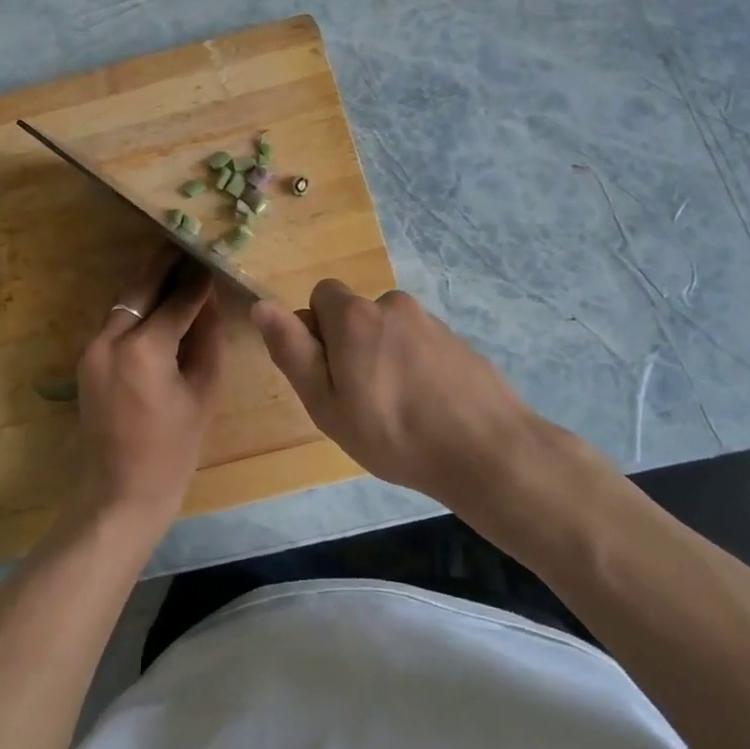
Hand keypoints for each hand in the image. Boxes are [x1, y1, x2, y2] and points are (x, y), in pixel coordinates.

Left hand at [71, 247, 225, 532]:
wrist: (120, 494)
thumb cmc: (173, 451)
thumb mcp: (203, 393)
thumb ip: (206, 340)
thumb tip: (209, 301)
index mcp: (144, 350)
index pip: (177, 301)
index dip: (197, 279)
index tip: (210, 257)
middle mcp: (111, 339)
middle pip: (140, 287)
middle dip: (164, 263)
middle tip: (184, 241)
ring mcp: (92, 349)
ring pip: (123, 301)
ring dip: (148, 282)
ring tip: (174, 263)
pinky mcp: (86, 360)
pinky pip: (115, 321)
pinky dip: (136, 306)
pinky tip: (156, 299)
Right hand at [253, 280, 554, 504]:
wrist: (488, 452)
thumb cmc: (393, 433)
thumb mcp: (326, 403)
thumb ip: (292, 350)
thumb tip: (261, 305)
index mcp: (355, 315)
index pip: (319, 297)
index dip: (316, 334)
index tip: (329, 377)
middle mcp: (392, 304)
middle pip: (354, 314)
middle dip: (349, 346)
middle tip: (360, 400)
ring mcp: (431, 321)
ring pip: (387, 331)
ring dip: (382, 357)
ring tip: (396, 410)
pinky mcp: (458, 341)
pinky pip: (418, 345)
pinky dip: (413, 366)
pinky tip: (426, 408)